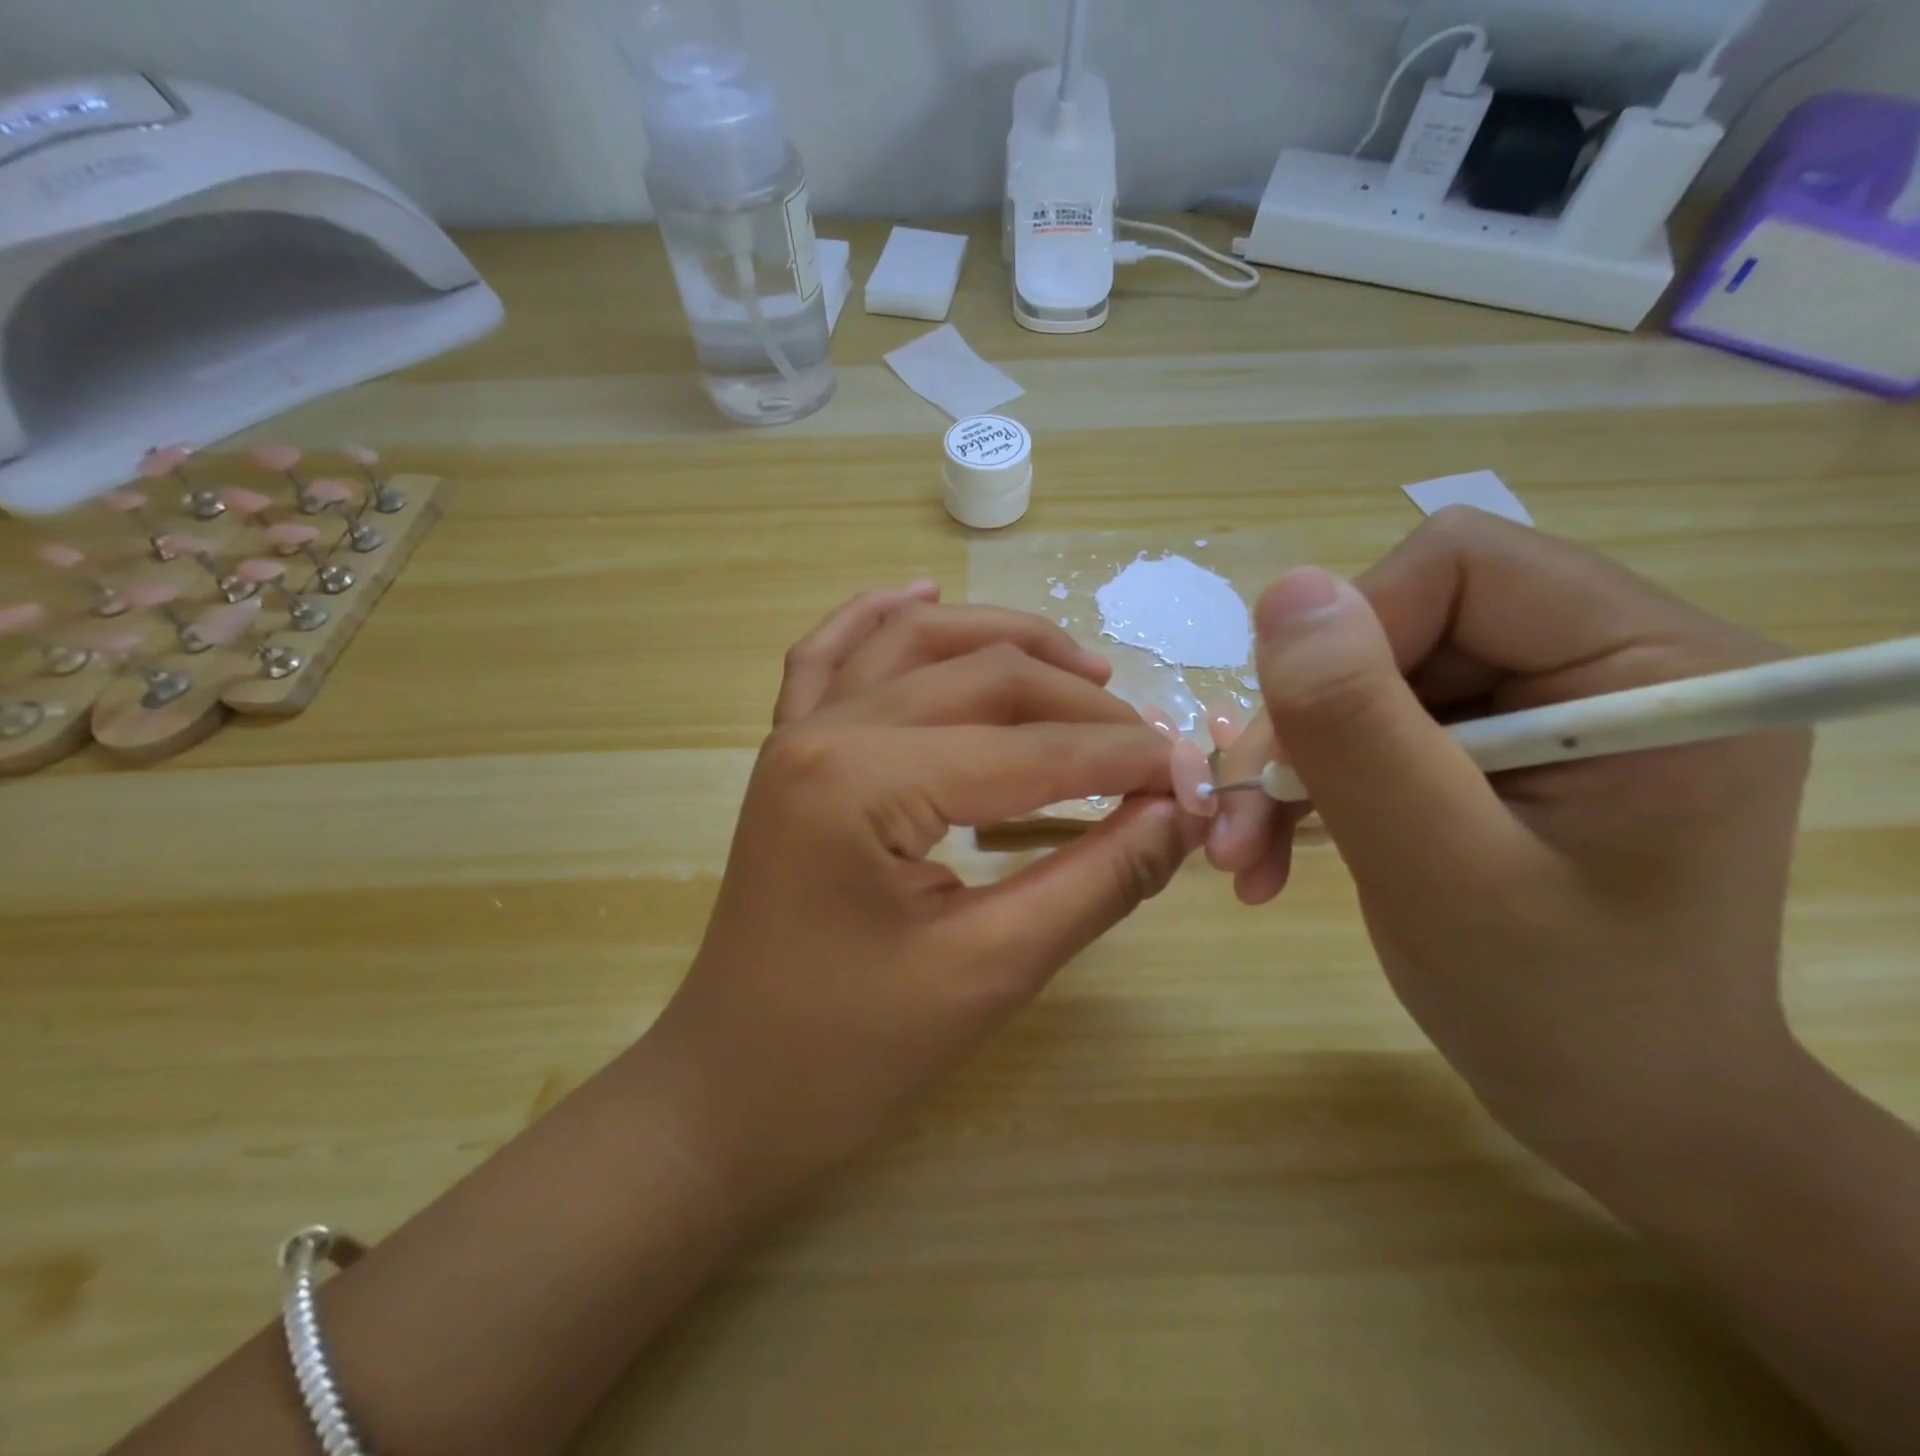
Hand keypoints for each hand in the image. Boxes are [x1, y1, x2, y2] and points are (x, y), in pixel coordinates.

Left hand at [648, 587, 1204, 1195]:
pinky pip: (830, 658)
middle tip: (1151, 744)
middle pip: (980, 676)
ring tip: (1083, 667)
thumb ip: (1096, 881)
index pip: (1030, 749)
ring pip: (914, 643)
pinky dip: (880, 618)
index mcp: (862, 781)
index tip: (1198, 776)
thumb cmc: (849, 1055)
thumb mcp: (990, 972)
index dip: (1126, 760)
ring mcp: (795, 734)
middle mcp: (823, 730)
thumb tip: (1182, 814)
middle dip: (1080, 703)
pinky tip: (922, 594)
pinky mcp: (786, 753)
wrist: (728, 1093)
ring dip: (1002, 640)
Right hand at [1209, 509, 1811, 1167]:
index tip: (1291, 752)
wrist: (1626, 1117)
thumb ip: (1361, 731)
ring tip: (1245, 852)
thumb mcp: (1442, 875)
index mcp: (1655, 666)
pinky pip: (1376, 725)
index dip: (1347, 640)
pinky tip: (1276, 849)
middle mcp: (1613, 660)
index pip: (1460, 567)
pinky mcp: (1505, 746)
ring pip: (1370, 678)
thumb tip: (1285, 592)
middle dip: (1307, 722)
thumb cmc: (1565, 1018)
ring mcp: (1554, 704)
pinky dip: (1315, 783)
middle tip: (1241, 822)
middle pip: (1402, 623)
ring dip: (1294, 763)